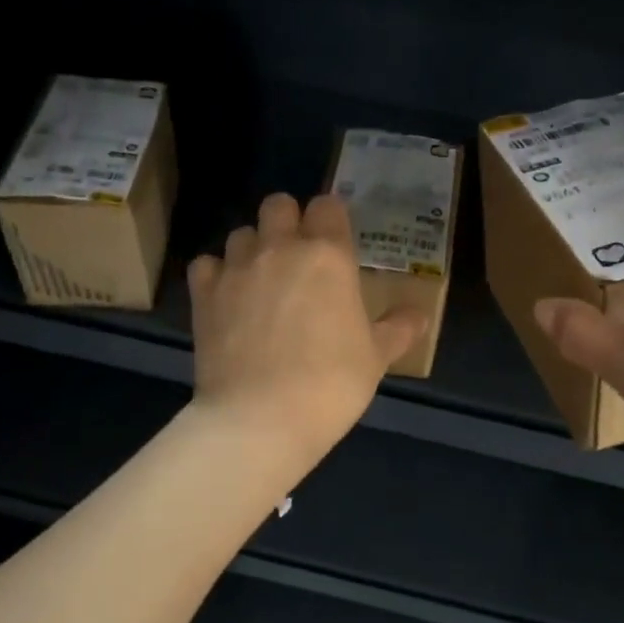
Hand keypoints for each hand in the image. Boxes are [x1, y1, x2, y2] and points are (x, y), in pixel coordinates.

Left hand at [188, 192, 425, 470]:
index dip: (332, 219)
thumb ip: (398, 329)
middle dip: (288, 221)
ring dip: (253, 248)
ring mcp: (237, 268)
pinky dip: (217, 275)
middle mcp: (280, 248)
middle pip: (278, 205)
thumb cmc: (331, 384)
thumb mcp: (376, 358)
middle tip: (297, 257)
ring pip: (241, 232)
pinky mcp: (204, 293)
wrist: (261, 417)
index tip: (336, 242)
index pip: (328, 205)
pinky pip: (207, 264)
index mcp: (328, 255)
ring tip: (261, 282)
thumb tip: (419, 315)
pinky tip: (228, 299)